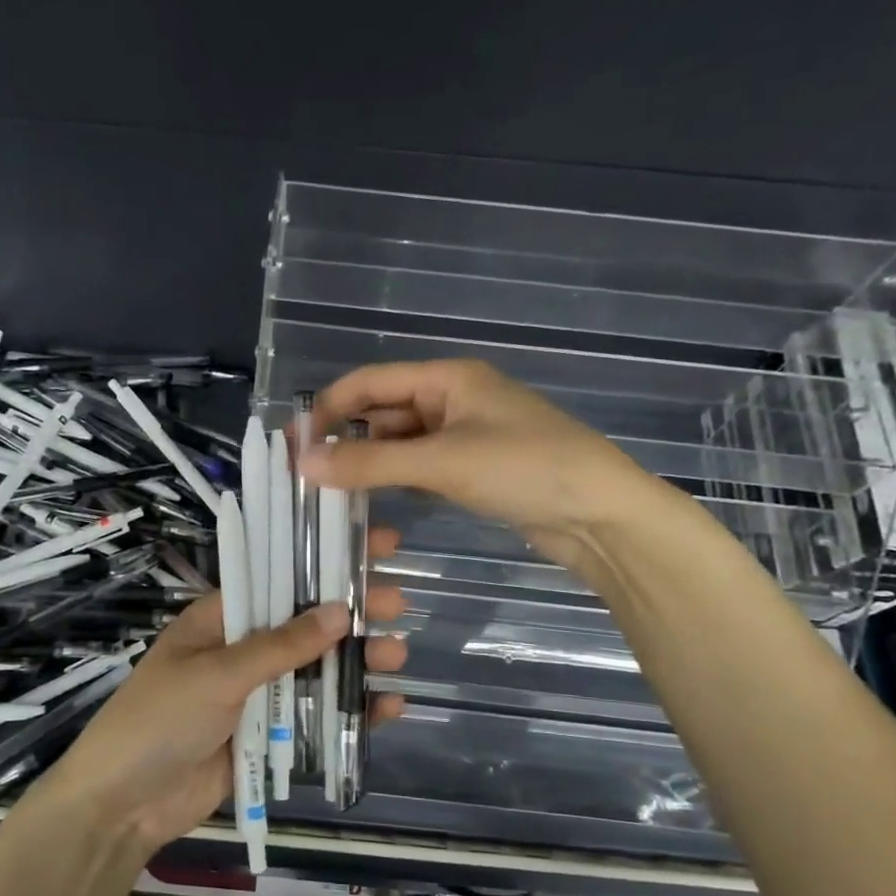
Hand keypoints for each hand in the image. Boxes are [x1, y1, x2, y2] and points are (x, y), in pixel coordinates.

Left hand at [29, 547, 408, 857]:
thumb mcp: (217, 675)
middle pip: (306, 623)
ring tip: (397, 655)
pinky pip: (315, 715)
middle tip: (398, 603)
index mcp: (221, 619)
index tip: (370, 545)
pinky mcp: (268, 734)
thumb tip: (338, 610)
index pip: (278, 577)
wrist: (124, 805)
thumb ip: (279, 646)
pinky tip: (387, 707)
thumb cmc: (159, 721)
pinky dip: (350, 711)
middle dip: (350, 612)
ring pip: (318, 668)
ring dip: (357, 661)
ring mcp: (258, 693)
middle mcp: (243, 649)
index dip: (323, 560)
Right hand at [303, 359, 687, 586]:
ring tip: (331, 494)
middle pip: (383, 411)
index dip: (328, 408)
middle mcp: (453, 399)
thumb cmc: (524, 469)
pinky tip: (374, 502)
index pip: (370, 383)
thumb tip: (304, 463)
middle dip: (346, 439)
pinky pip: (422, 467)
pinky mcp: (475, 469)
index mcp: (448, 379)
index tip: (294, 445)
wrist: (601, 516)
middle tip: (307, 477)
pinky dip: (396, 480)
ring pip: (401, 443)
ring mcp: (466, 436)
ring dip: (369, 463)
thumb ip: (370, 463)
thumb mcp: (442, 462)